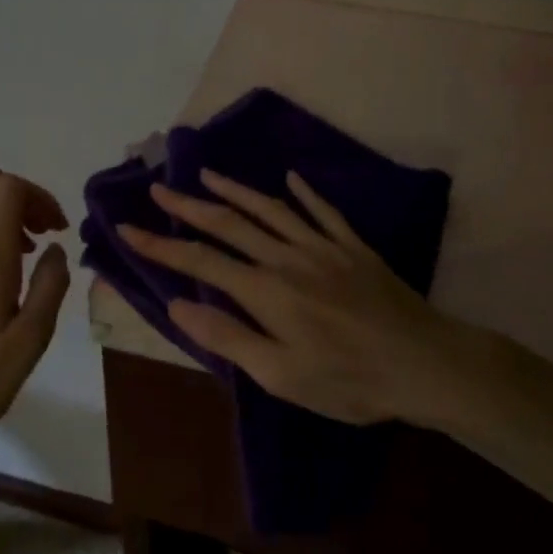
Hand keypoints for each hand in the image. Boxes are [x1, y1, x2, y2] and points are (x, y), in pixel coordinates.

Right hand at [117, 170, 472, 425]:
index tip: (128, 228)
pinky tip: (292, 179)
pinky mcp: (354, 247)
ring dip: (236, 190)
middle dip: (189, 206)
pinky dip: (305, 193)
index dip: (161, 246)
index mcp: (266, 291)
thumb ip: (229, 337)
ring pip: (271, 209)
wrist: (424, 363)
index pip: (201, 261)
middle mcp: (288, 258)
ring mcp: (324, 247)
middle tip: (159, 188)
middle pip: (230, 224)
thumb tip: (179, 306)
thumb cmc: (349, 380)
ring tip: (208, 173)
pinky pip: (324, 211)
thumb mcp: (281, 375)